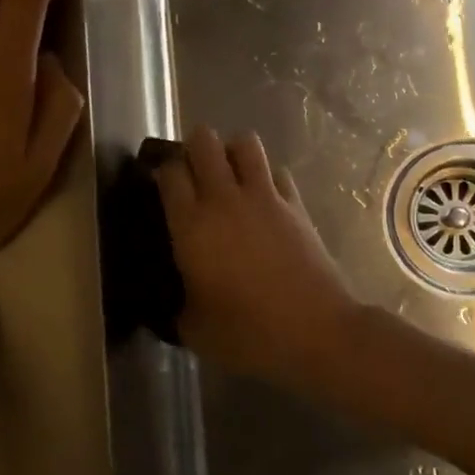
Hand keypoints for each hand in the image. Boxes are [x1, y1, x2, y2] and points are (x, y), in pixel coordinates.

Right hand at [154, 126, 359, 387]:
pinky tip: (263, 200)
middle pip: (203, 141)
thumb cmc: (248, 333)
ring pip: (244, 142)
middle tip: (192, 174)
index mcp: (191, 225)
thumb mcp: (194, 329)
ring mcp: (264, 197)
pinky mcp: (296, 204)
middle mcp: (224, 199)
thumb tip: (172, 302)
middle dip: (193, 148)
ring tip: (228, 176)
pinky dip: (266, 176)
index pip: (170, 172)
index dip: (161, 171)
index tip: (159, 185)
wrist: (316, 332)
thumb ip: (176, 306)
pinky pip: (277, 171)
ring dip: (231, 152)